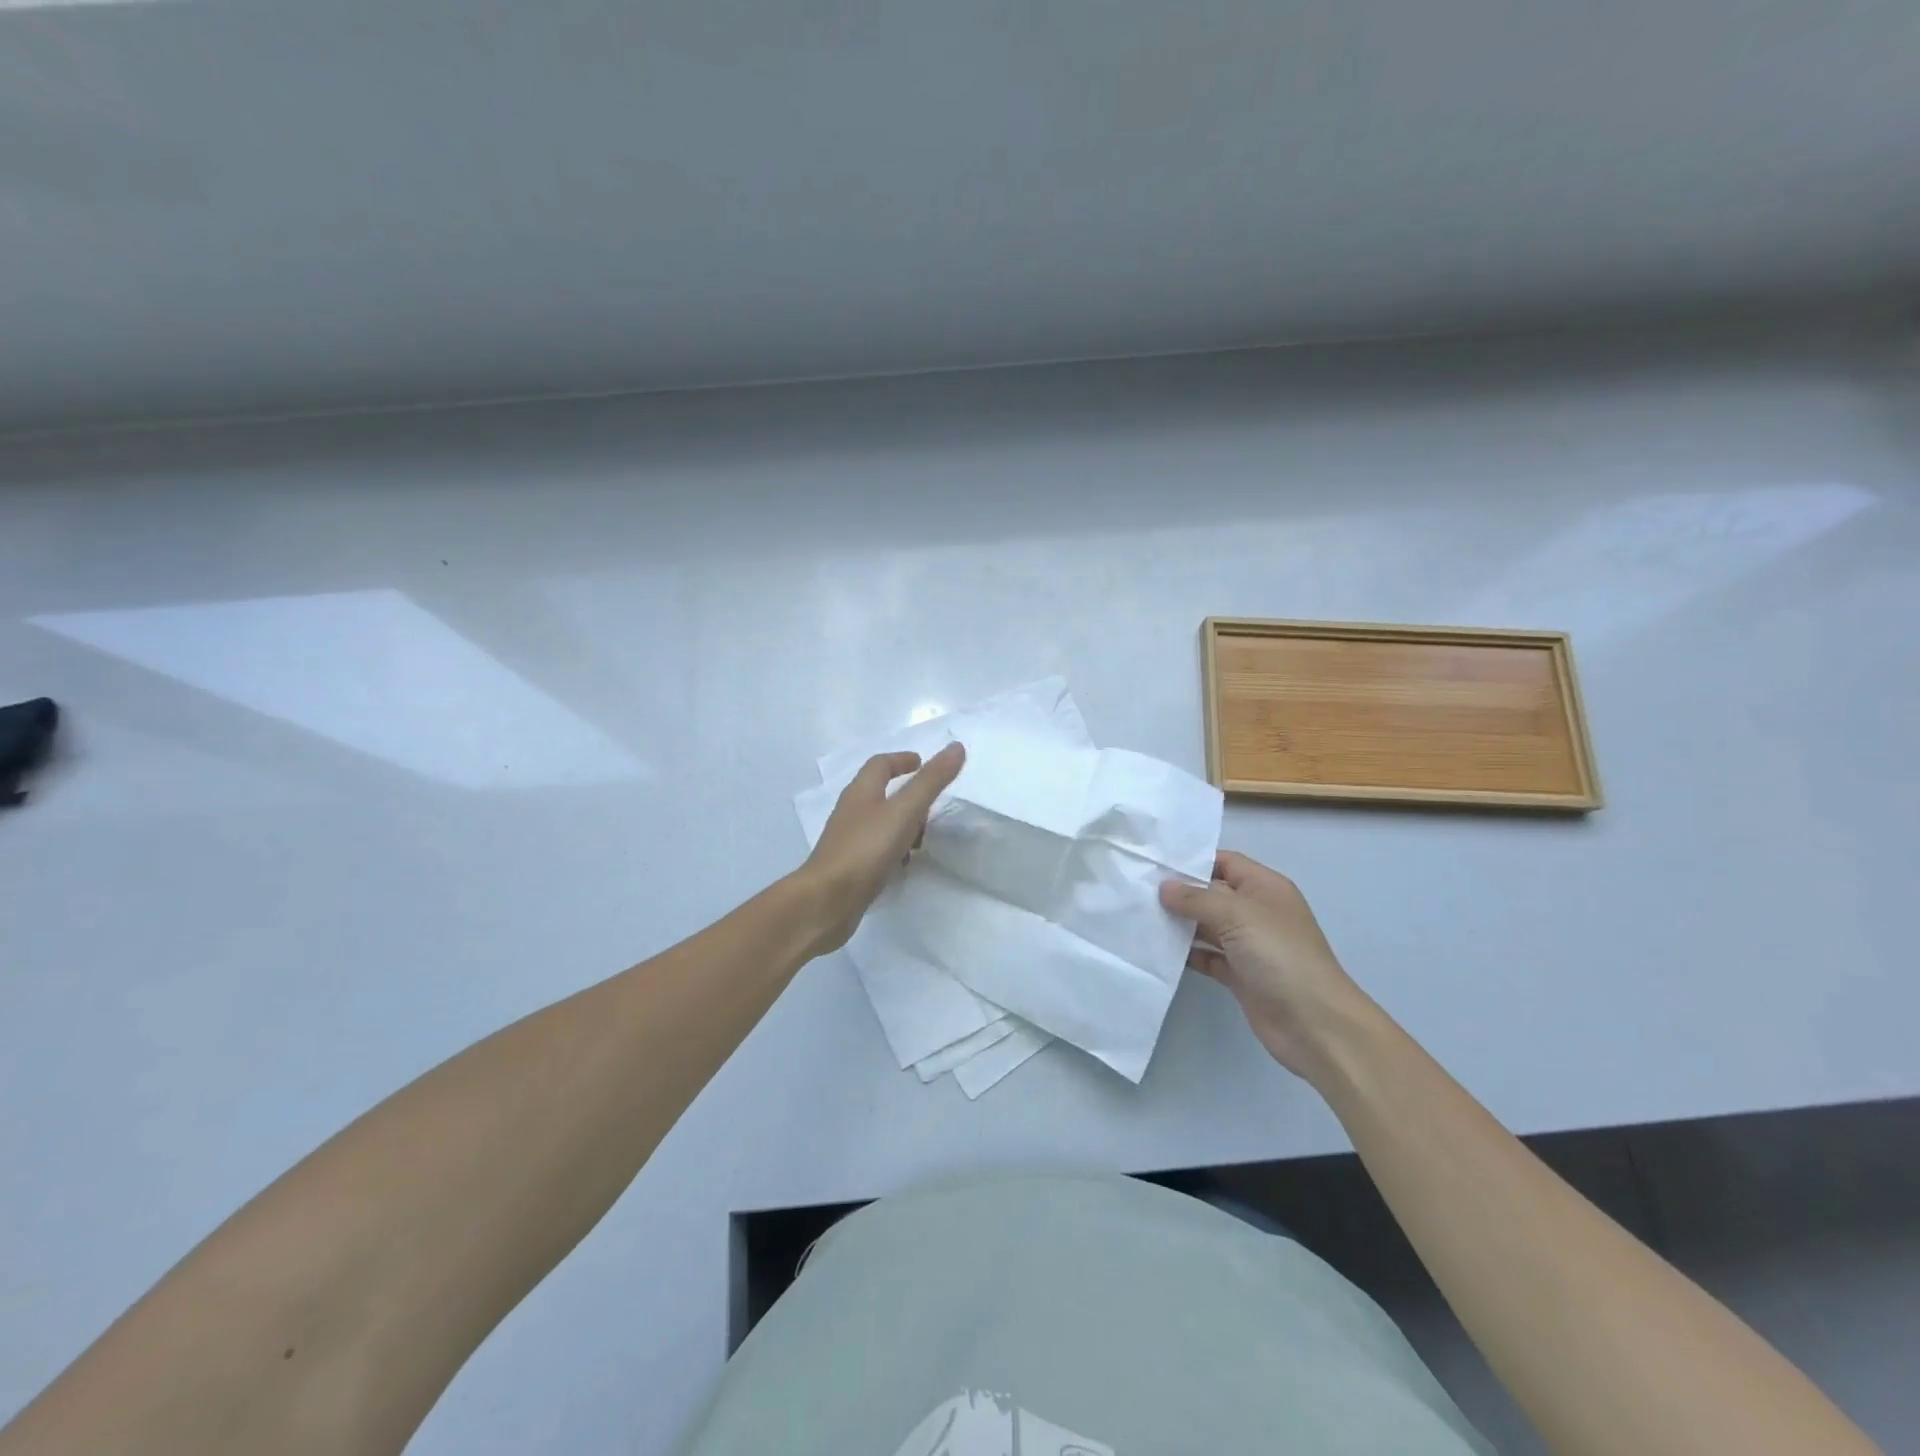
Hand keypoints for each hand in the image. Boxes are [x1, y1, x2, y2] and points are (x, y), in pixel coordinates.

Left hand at [797, 743, 965, 955]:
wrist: (826, 901)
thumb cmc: (865, 849)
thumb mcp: (905, 811)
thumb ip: (931, 781)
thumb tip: (956, 747)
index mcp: (861, 792)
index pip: (880, 765)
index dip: (901, 760)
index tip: (922, 763)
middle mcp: (851, 812)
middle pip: (879, 793)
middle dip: (907, 795)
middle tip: (931, 805)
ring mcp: (848, 841)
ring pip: (879, 823)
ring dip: (903, 824)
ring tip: (924, 839)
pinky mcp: (850, 867)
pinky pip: (876, 849)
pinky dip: (894, 850)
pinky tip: (905, 865)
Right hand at [1160, 851, 1377, 1085]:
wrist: (1315, 1024)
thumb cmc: (1280, 956)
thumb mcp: (1237, 916)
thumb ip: (1197, 899)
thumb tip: (1164, 887)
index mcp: (1265, 888)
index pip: (1224, 862)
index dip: (1192, 861)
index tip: (1153, 862)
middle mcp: (1256, 912)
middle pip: (1212, 894)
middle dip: (1179, 893)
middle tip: (1136, 889)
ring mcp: (1248, 945)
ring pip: (1206, 926)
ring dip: (1178, 924)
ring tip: (1139, 916)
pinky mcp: (1239, 975)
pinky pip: (1206, 956)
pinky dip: (1185, 954)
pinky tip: (1157, 949)